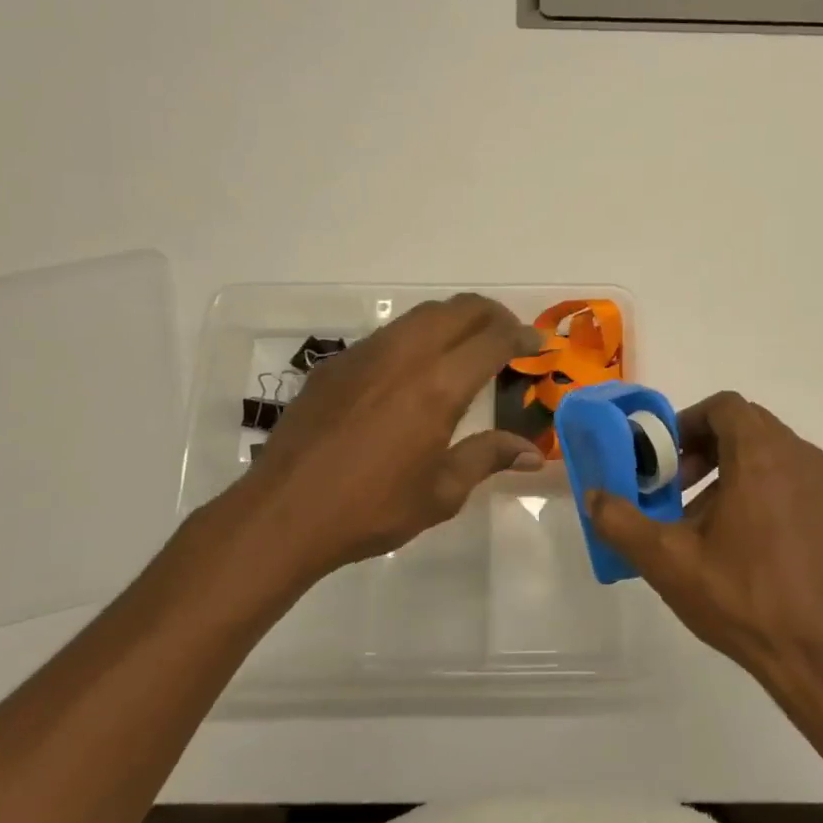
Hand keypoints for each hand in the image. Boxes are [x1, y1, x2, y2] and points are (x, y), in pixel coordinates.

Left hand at [204, 295, 543, 584]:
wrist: (284, 513)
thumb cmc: (371, 509)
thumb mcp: (441, 493)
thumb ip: (487, 458)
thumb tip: (532, 453)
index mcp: (438, 386)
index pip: (493, 340)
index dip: (522, 336)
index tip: (538, 343)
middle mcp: (405, 355)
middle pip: (459, 310)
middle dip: (492, 314)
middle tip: (509, 334)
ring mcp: (366, 353)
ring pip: (421, 315)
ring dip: (454, 320)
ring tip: (467, 344)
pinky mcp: (337, 362)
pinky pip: (389, 334)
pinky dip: (417, 337)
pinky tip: (413, 369)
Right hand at [587, 393, 822, 714]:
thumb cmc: (745, 599)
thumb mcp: (668, 562)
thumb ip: (621, 522)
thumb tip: (593, 496)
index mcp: (762, 455)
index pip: (725, 407)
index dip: (689, 422)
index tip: (666, 458)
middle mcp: (801, 457)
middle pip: (748, 427)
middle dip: (706, 449)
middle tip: (680, 489)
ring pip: (772, 455)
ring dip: (735, 471)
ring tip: (708, 522)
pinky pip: (796, 481)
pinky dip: (766, 491)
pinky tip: (748, 543)